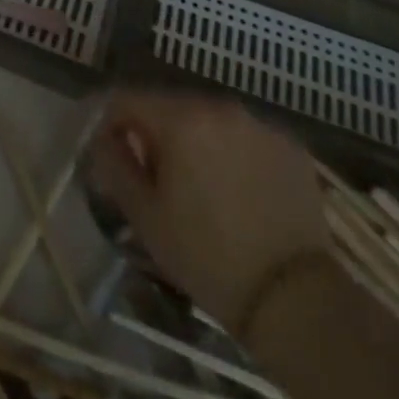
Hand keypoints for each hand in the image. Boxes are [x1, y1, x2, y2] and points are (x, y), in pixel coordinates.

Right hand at [88, 91, 328, 329]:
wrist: (295, 299)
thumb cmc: (207, 257)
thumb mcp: (145, 216)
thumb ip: (114, 165)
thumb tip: (104, 140)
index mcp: (180, 118)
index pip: (127, 99)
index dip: (111, 125)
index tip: (112, 157)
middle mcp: (220, 107)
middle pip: (170, 106)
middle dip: (155, 134)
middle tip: (155, 178)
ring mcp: (259, 124)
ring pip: (209, 120)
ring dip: (195, 141)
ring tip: (199, 185)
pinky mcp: (290, 146)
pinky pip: (245, 137)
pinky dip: (233, 153)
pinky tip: (238, 191)